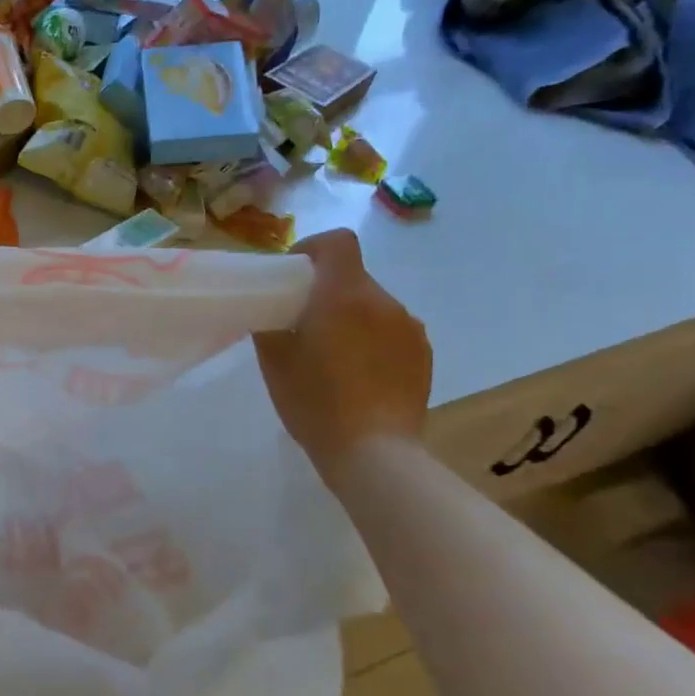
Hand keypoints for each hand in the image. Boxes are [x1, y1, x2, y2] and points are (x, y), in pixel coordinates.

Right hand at [254, 229, 431, 479]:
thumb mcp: (274, 360)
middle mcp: (384, 302)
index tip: (294, 277)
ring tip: (332, 357)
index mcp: (344, 294)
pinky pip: (392, 332)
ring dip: (351, 318)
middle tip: (303, 326)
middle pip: (353, 277)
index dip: (313, 249)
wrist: (374, 453)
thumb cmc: (315, 400)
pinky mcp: (424, 356)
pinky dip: (372, 341)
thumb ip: (269, 323)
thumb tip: (272, 309)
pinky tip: (358, 376)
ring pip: (372, 306)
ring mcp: (410, 329)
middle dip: (327, 292)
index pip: (338, 242)